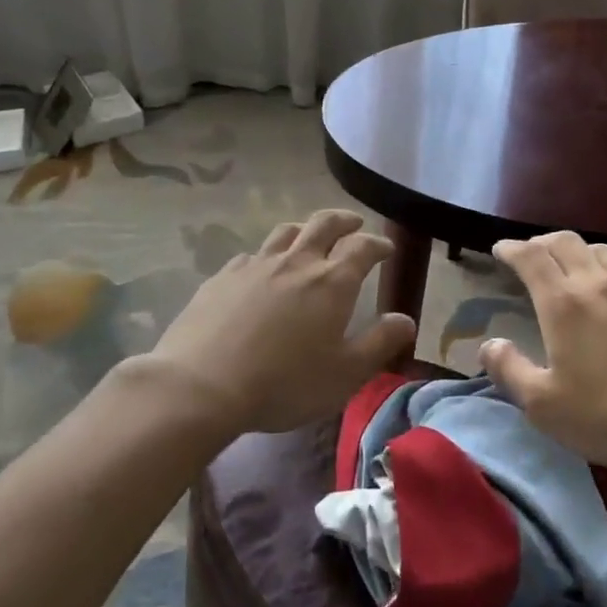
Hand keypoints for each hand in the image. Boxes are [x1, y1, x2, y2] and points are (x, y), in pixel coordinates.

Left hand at [139, 210, 416, 437]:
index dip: (378, 244)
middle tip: (353, 223)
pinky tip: (261, 271)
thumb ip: (380, 343)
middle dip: (343, 220)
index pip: (362, 247)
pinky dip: (266, 256)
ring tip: (309, 238)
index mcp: (332, 282)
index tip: (386, 248)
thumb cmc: (284, 383)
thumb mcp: (345, 374)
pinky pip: (251, 256)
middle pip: (323, 224)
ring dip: (304, 230)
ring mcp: (255, 266)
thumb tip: (406, 320)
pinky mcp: (222, 278)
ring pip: (285, 233)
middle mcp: (296, 263)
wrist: (201, 386)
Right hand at [480, 231, 606, 469]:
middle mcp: (599, 284)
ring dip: (580, 252)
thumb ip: (509, 370)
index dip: (512, 248)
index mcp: (563, 303)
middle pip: (566, 242)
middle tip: (531, 254)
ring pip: (603, 252)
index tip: (500, 250)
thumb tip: (489, 344)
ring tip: (573, 267)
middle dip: (542, 242)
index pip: (531, 258)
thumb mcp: (543, 406)